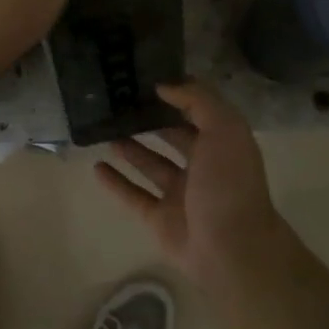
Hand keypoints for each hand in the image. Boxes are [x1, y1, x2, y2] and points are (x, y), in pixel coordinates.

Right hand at [94, 79, 296, 285]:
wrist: (231, 249)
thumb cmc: (229, 184)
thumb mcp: (224, 130)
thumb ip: (198, 101)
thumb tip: (164, 85)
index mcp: (222, 145)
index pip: (198, 114)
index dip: (176, 97)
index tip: (146, 80)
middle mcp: (202, 168)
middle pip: (173, 139)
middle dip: (151, 122)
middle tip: (119, 103)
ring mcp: (179, 195)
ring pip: (151, 166)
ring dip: (130, 149)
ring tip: (105, 130)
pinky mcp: (159, 219)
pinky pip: (133, 195)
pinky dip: (116, 182)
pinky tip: (96, 166)